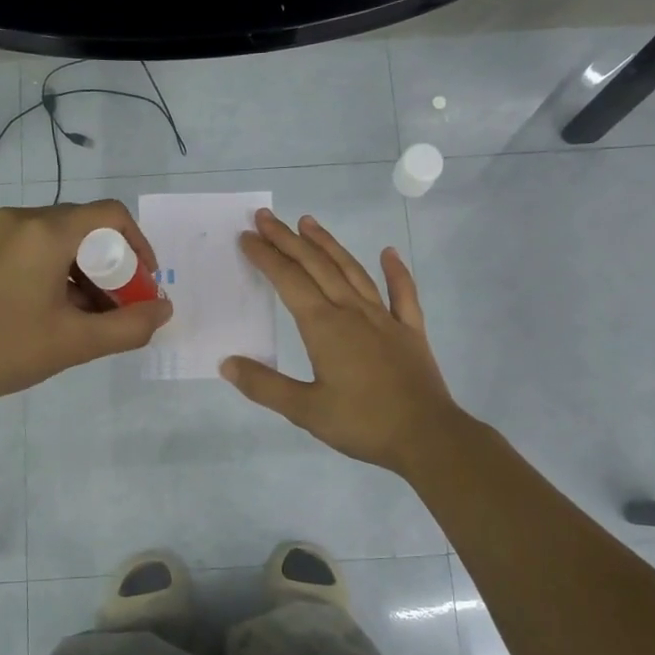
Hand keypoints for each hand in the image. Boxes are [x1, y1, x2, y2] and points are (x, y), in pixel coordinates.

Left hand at [0, 200, 172, 409]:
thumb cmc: (2, 348)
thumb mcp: (75, 342)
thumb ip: (129, 326)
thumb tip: (164, 310)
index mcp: (46, 232)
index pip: (111, 215)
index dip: (140, 246)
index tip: (146, 285)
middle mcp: (23, 220)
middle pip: (88, 228)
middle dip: (114, 267)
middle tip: (121, 308)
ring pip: (62, 241)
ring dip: (88, 274)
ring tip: (92, 319)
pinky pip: (38, 250)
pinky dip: (60, 274)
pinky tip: (60, 313)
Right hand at [221, 208, 464, 474]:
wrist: (427, 436)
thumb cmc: (363, 423)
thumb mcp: (305, 411)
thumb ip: (264, 385)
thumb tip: (226, 363)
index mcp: (324, 327)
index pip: (288, 281)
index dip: (266, 258)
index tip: (247, 238)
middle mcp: (352, 312)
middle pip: (316, 266)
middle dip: (288, 240)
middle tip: (266, 218)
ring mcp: (384, 318)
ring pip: (352, 271)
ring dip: (329, 245)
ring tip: (309, 223)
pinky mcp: (410, 330)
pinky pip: (402, 293)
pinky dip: (395, 271)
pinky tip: (388, 252)